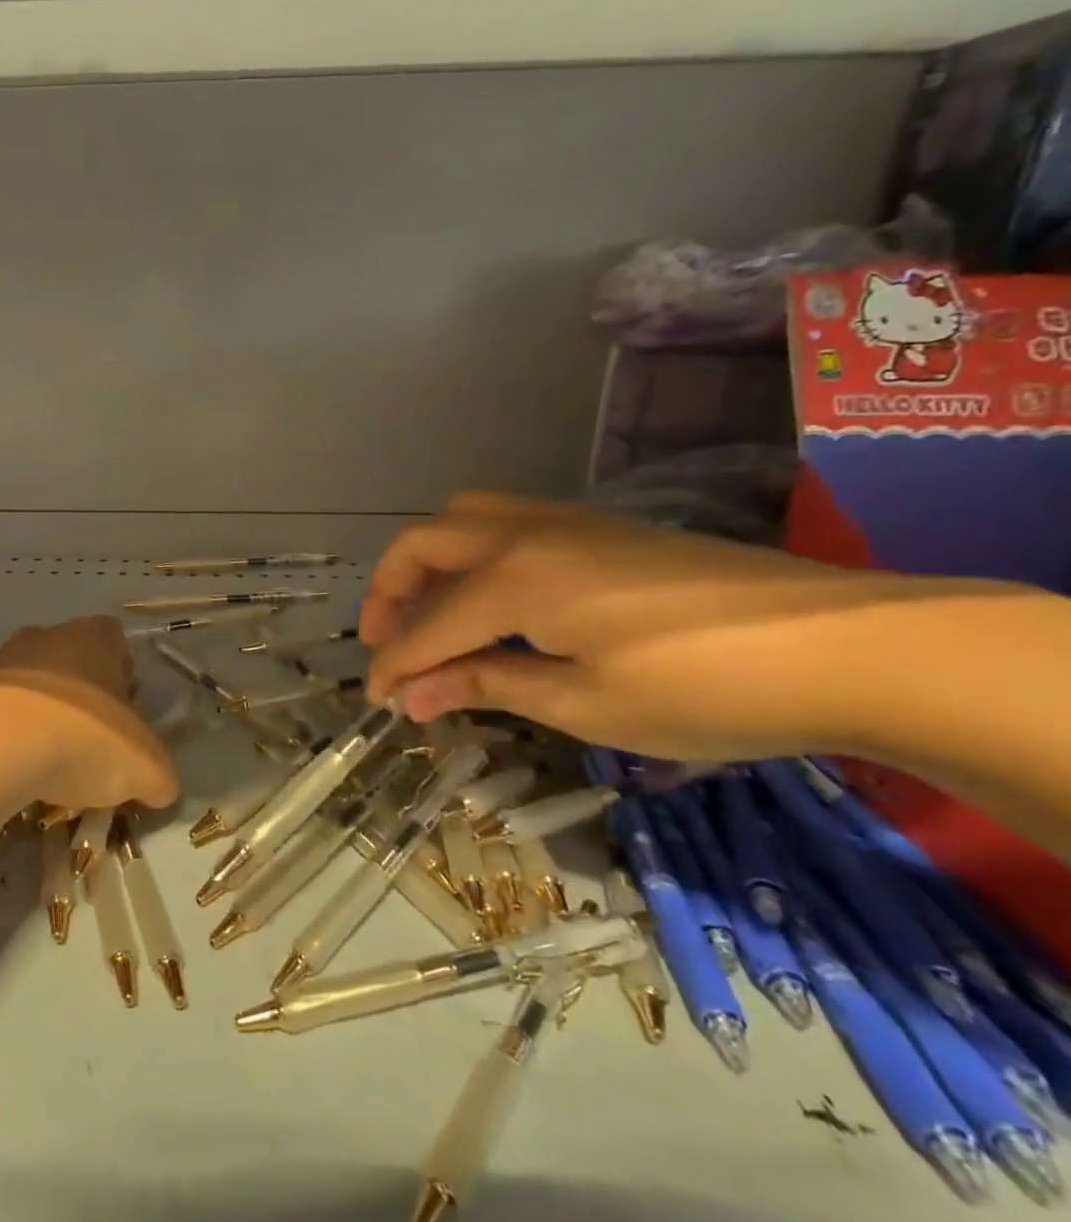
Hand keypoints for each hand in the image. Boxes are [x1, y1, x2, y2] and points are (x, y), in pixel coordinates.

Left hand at [0, 617, 177, 810]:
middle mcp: (47, 635)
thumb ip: (161, 775)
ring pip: (29, 682)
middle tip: (87, 743)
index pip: (117, 642)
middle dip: (81, 696)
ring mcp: (0, 658)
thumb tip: (159, 788)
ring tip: (42, 762)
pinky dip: (1, 732)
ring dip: (37, 713)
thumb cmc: (84, 738)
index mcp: (95, 637)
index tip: (125, 717)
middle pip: (71, 660)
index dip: (124, 677)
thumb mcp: (147, 768)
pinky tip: (7, 767)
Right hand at [360, 493, 1009, 759]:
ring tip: (432, 612)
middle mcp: (523, 534)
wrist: (846, 645)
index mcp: (513, 579)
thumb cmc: (703, 686)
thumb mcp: (585, 703)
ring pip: (463, 519)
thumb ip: (488, 685)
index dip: (394, 666)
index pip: (429, 626)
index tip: (376, 702)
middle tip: (386, 641)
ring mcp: (562, 522)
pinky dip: (471, 556)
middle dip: (390, 591)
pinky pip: (504, 523)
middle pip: (424, 544)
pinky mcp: (597, 527)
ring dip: (429, 562)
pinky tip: (495, 601)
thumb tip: (413, 697)